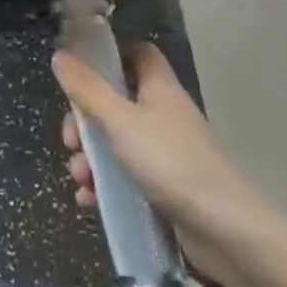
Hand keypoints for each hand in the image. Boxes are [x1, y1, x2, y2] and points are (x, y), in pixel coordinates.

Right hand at [54, 41, 280, 283]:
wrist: (226, 232)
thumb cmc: (170, 162)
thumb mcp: (119, 121)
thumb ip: (87, 89)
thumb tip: (60, 55)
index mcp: (159, 90)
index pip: (139, 55)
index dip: (111, 57)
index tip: (81, 70)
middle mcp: (163, 116)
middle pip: (115, 103)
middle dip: (85, 122)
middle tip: (72, 142)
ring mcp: (165, 154)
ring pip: (116, 143)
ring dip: (90, 159)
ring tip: (81, 179)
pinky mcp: (165, 188)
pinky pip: (125, 177)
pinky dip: (104, 186)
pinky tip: (89, 200)